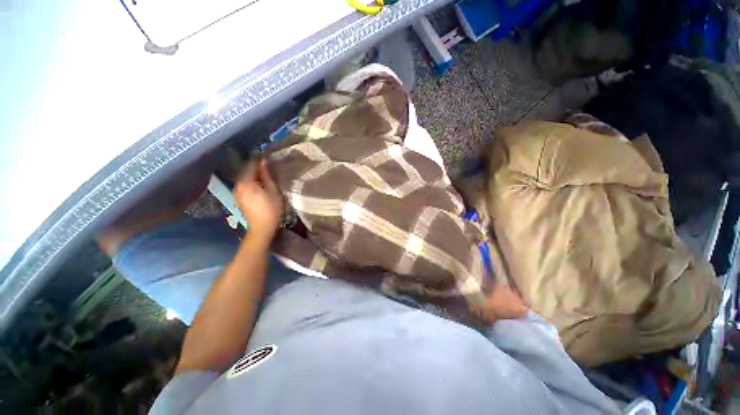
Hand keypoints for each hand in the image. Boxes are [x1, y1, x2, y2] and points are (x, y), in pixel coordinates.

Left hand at [234, 158, 282, 240]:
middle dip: (255, 166)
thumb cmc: (271, 209)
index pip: (251, 165)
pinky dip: (250, 180)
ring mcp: (236, 191)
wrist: (261, 228)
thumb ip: (267, 175)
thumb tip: (264, 161)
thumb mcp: (273, 191)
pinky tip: (258, 183)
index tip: (267, 156)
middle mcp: (238, 184)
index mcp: (246, 182)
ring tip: (264, 173)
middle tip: (267, 164)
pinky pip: (243, 184)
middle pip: (245, 170)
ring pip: (244, 177)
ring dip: (252, 173)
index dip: (259, 159)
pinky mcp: (238, 197)